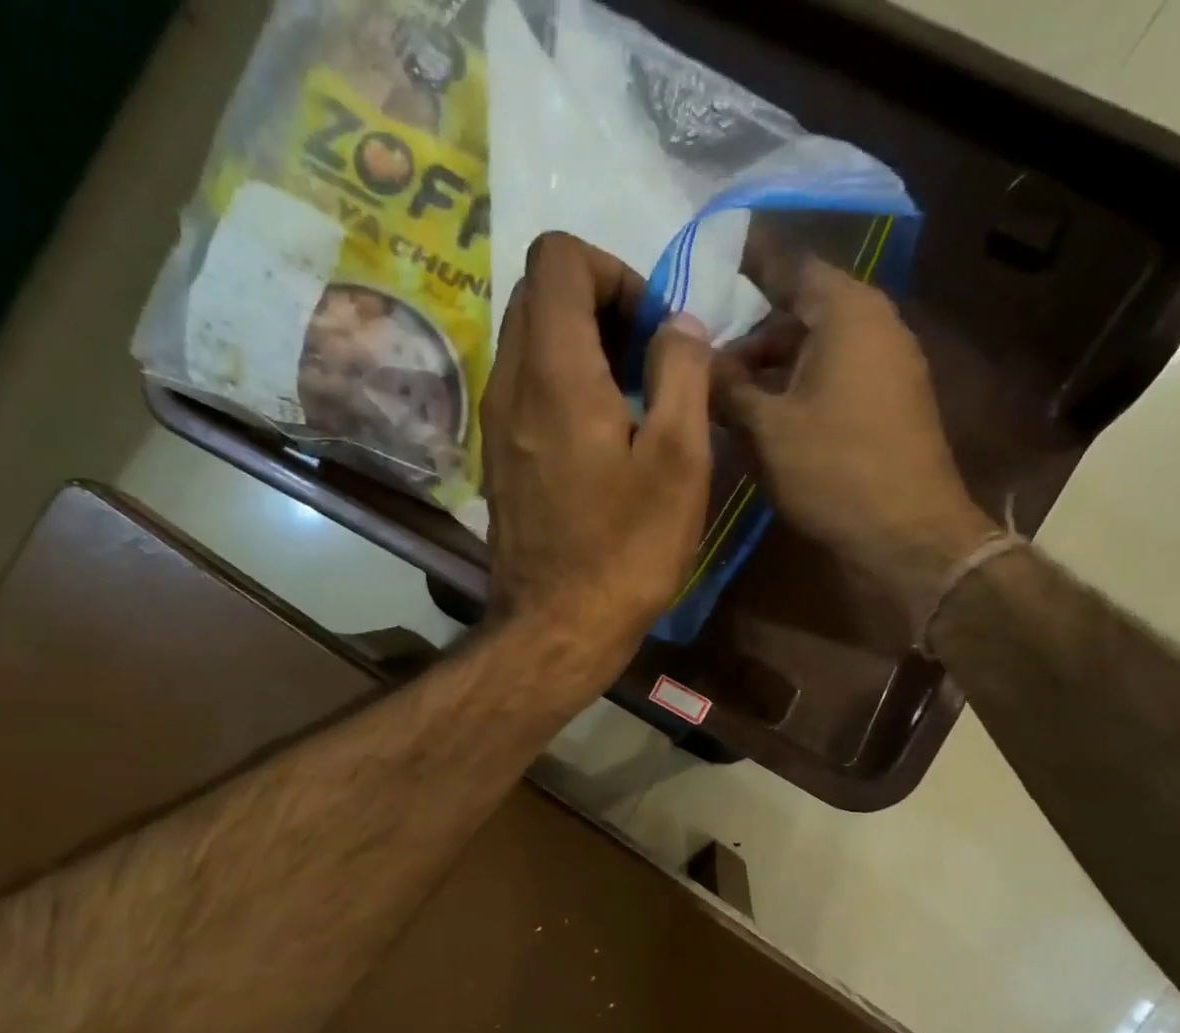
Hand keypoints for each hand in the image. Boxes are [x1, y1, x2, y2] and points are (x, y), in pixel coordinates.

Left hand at [481, 233, 713, 685]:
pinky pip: (526, 392)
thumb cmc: (625, 551)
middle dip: (599, 307)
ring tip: (633, 405)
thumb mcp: (679, 460)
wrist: (557, 630)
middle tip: (648, 364)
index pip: (559, 256)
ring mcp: (496, 426)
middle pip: (539, 295)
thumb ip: (683, 373)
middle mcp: (510, 383)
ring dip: (582, 351)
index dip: (614, 270)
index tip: (652, 330)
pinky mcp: (499, 462)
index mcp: (553, 370)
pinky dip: (564, 390)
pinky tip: (604, 443)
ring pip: (530, 345)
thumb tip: (677, 324)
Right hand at [714, 255, 997, 630]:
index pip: (789, 264)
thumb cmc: (834, 471)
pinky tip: (765, 420)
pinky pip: (835, 379)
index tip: (708, 260)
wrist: (908, 536)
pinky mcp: (890, 406)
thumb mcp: (767, 429)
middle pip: (801, 311)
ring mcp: (888, 367)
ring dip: (771, 369)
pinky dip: (798, 389)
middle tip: (703, 360)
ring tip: (725, 398)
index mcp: (847, 311)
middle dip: (751, 335)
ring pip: (817, 350)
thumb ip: (727, 387)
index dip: (746, 262)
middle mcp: (874, 325)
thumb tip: (694, 356)